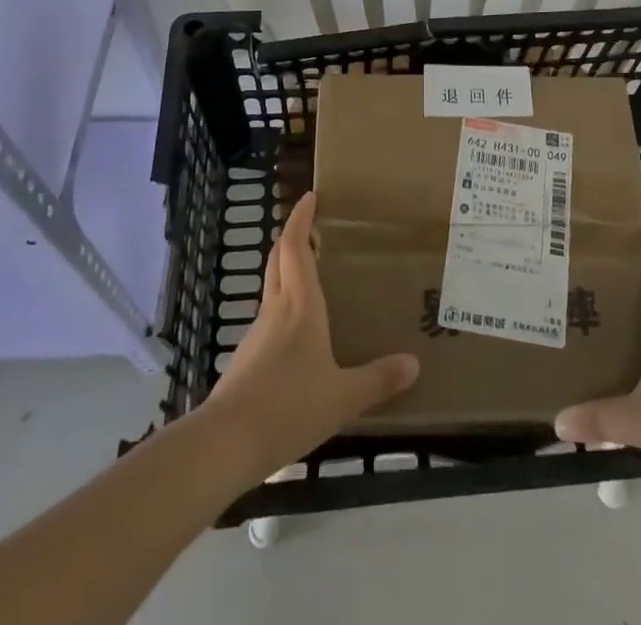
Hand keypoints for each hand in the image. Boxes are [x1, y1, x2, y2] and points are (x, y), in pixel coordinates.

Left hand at [202, 192, 419, 483]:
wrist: (226, 443)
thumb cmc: (289, 406)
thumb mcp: (342, 397)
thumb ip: (378, 379)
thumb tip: (414, 363)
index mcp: (300, 306)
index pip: (294, 247)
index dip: (300, 219)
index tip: (310, 197)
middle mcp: (276, 310)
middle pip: (278, 260)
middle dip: (292, 237)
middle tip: (312, 228)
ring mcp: (257, 334)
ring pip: (272, 288)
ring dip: (287, 272)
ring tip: (312, 278)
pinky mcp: (246, 360)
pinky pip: (268, 320)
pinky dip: (283, 309)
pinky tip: (298, 334)